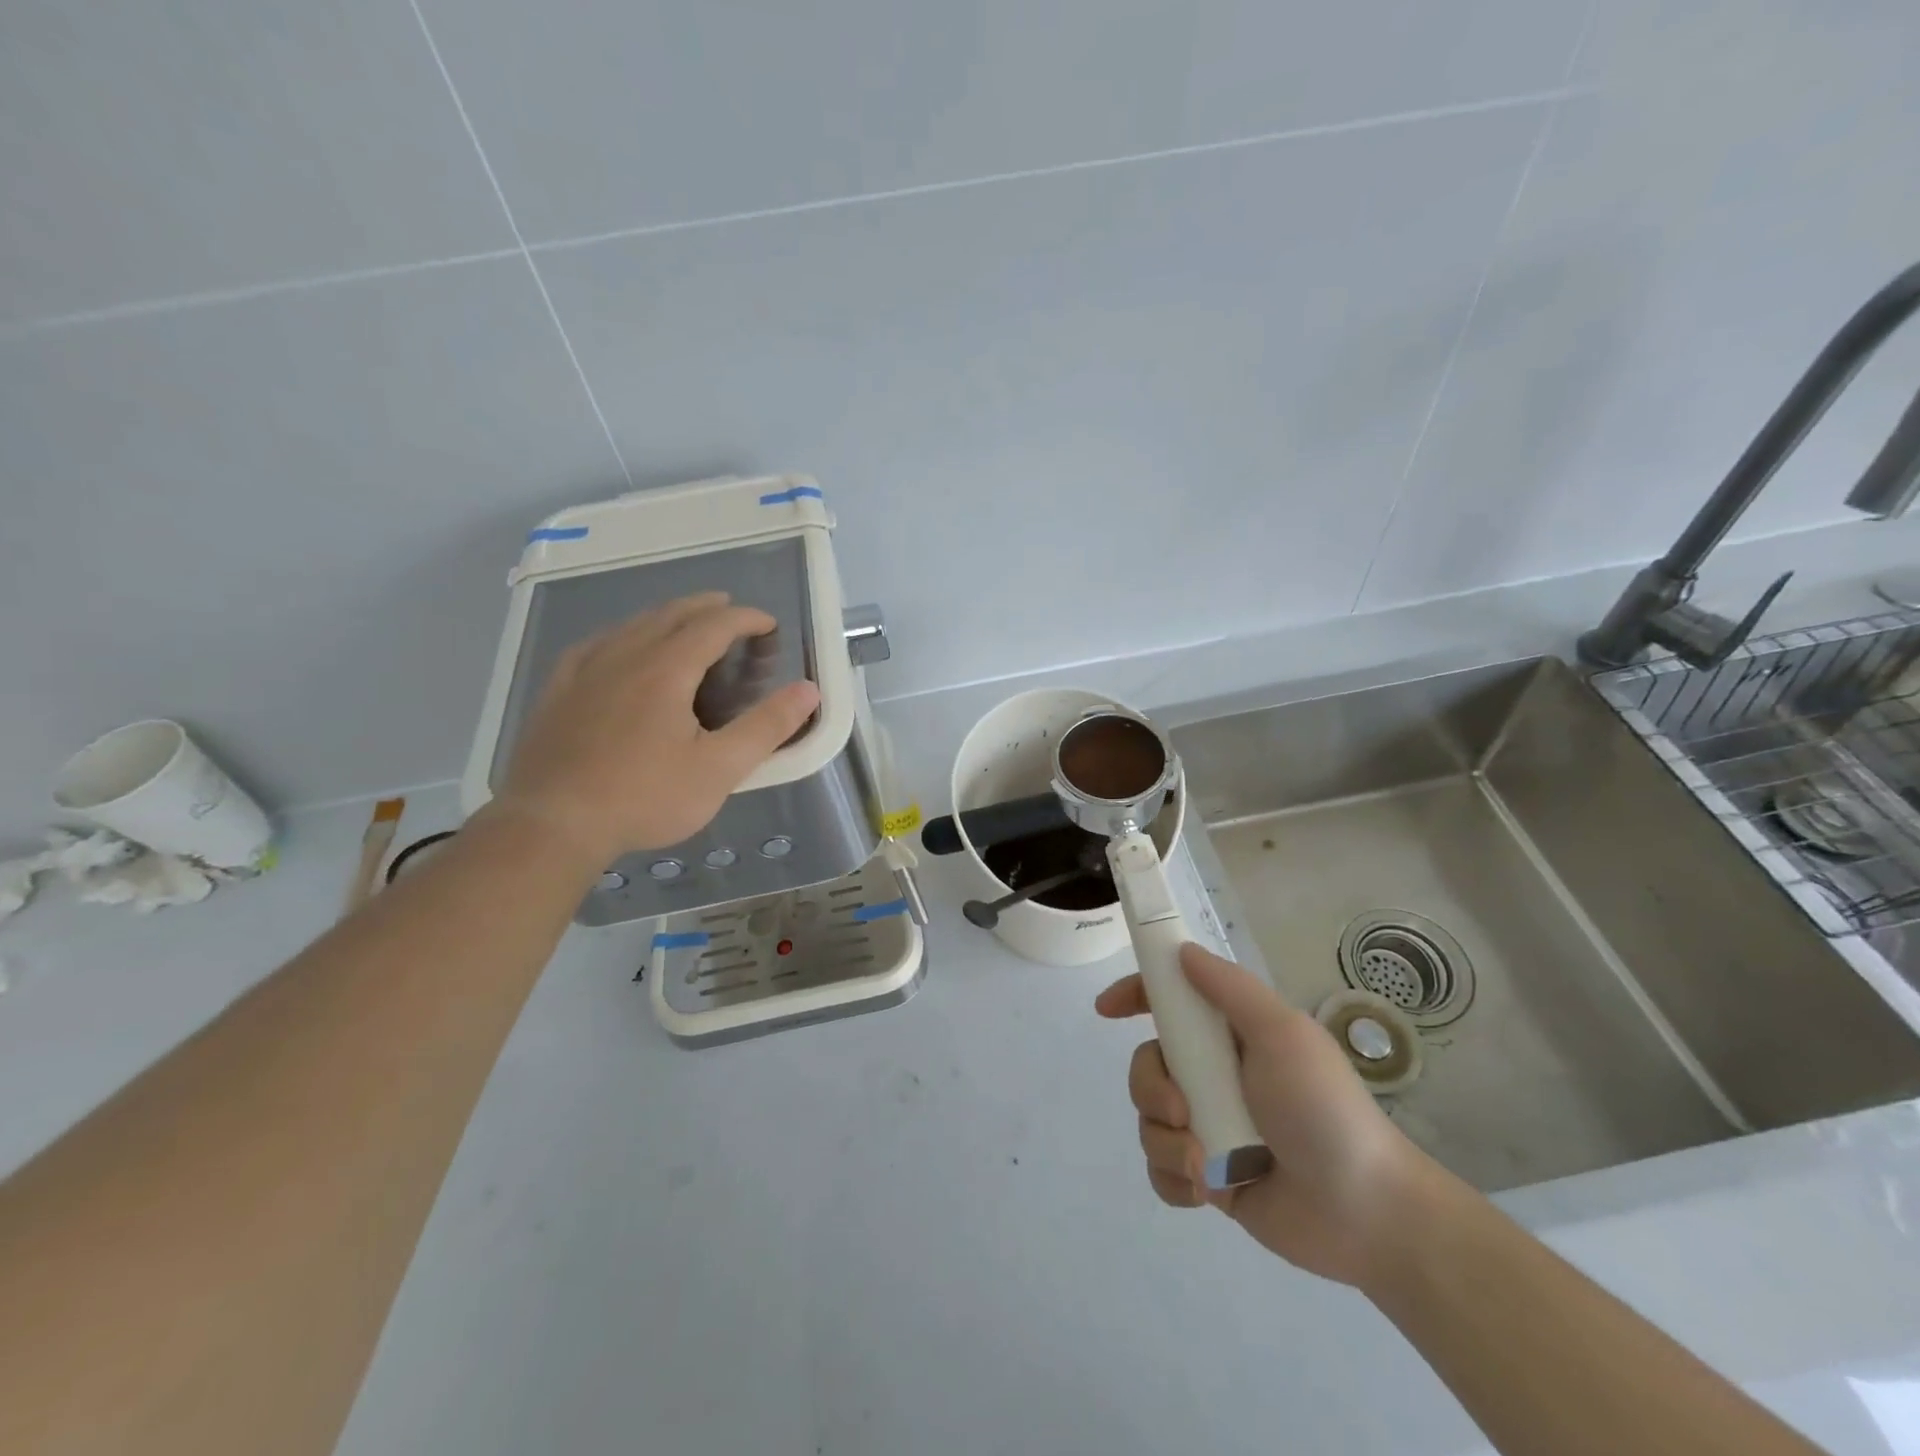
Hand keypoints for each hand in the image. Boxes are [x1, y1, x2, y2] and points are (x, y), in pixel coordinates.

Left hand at [489, 593, 819, 862]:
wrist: (552, 825)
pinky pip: (593, 645)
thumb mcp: (719, 769)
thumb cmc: (644, 798)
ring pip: (631, 626)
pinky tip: (617, 646)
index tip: (768, 624)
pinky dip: (620, 635)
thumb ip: (767, 727)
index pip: (713, 626)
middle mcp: (624, 657)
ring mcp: (584, 672)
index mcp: (666, 670)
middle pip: (670, 615)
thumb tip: (808, 690)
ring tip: (684, 623)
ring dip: (666, 617)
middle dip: (706, 608)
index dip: (745, 619)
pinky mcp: (557, 693)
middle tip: (730, 610)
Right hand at [1095, 943, 1437, 1286]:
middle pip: (1146, 1065)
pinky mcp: (1207, 1177)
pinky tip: (1205, 1190)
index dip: (1135, 995)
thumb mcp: (1283, 1034)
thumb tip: (1182, 951)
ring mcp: (1208, 1127)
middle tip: (1182, 1111)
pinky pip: (1161, 1169)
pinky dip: (1175, 1178)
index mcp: (1230, 1037)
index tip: (1107, 1009)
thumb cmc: (1325, 1110)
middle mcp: (1213, 1076)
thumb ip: (1230, 989)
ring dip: (1168, 1142)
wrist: (1367, 1214)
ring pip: (1148, 1120)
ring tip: (1207, 1164)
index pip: (1170, 1002)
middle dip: (1152, 1089)